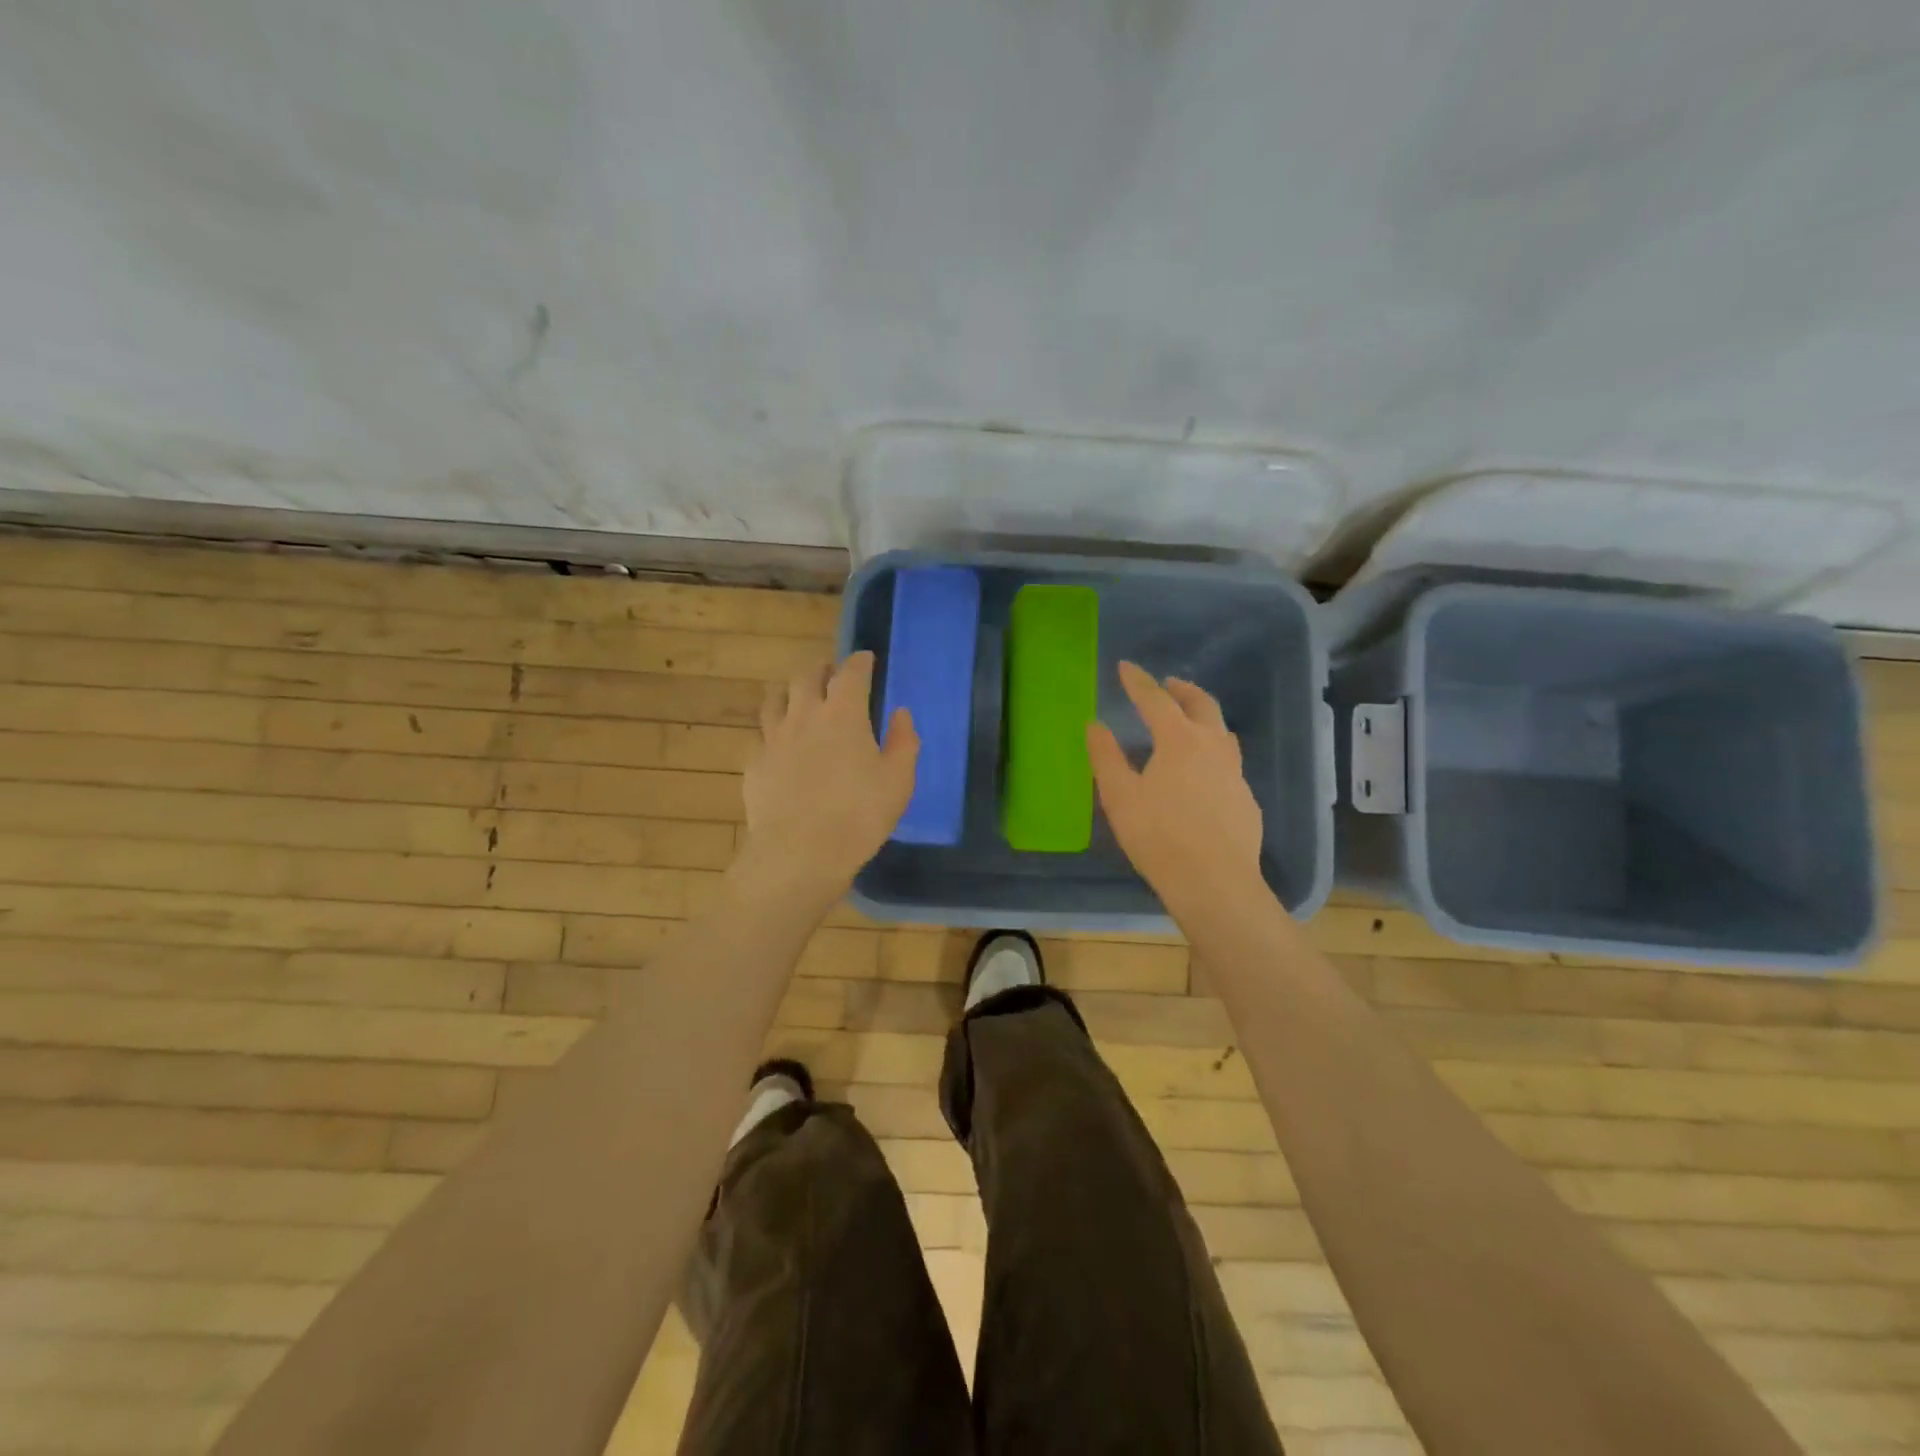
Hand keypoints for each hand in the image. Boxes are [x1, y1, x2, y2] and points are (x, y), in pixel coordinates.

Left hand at [734, 651, 917, 911]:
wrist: (799, 853)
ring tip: (798, 696)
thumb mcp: (898, 781)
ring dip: (790, 691)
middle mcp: (804, 714)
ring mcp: (773, 737)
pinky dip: (772, 729)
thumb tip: (901, 714)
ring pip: (775, 698)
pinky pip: (760, 733)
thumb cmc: (859, 816)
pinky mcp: (753, 762)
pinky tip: (778, 741)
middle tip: (831, 673)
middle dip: (822, 669)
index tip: (865, 658)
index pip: (851, 672)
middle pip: (807, 676)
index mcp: (843, 713)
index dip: (859, 661)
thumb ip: (904, 741)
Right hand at [1088, 661, 1266, 918]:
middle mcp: (1213, 747)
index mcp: (1179, 740)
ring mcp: (1235, 773)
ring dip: (1204, 717)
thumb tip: (1096, 725)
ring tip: (1190, 721)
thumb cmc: (1158, 836)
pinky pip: (1229, 763)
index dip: (1138, 681)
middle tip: (1168, 684)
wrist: (1214, 883)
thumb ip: (1106, 757)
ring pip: (1223, 732)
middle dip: (1182, 690)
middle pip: (1201, 705)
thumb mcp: (1119, 796)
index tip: (1126, 667)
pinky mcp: (1246, 799)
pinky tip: (1205, 773)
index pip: (1156, 700)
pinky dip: (1214, 753)